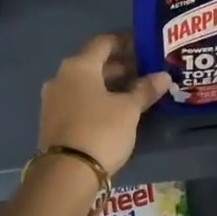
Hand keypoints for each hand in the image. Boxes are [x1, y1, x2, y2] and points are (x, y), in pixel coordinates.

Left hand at [38, 32, 171, 176]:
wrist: (65, 174)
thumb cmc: (100, 130)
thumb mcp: (129, 109)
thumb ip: (145, 90)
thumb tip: (163, 76)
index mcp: (78, 66)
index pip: (103, 43)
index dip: (124, 42)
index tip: (143, 46)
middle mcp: (61, 77)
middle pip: (93, 63)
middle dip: (120, 66)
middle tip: (145, 71)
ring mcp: (53, 100)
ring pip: (86, 83)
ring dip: (109, 84)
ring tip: (135, 91)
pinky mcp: (53, 120)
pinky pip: (78, 100)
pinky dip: (97, 99)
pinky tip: (116, 110)